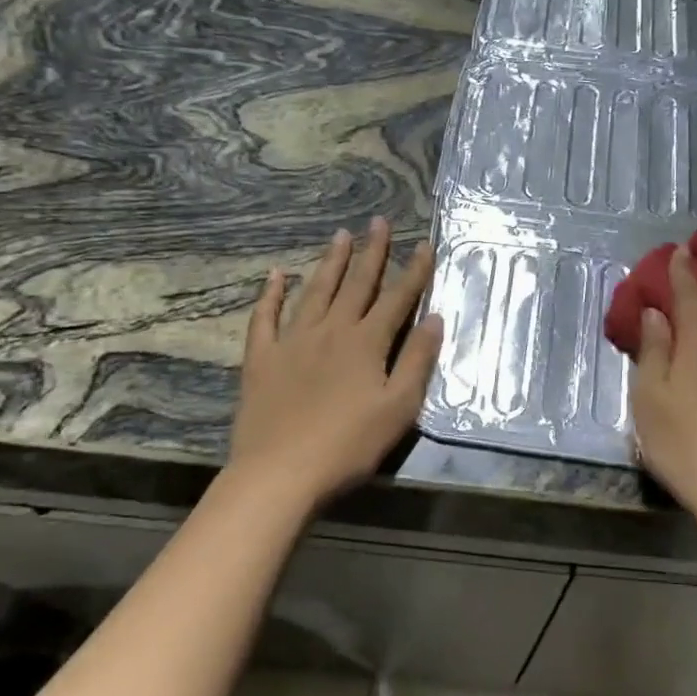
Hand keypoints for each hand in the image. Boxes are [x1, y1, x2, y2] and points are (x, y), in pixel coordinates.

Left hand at [226, 218, 441, 510]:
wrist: (280, 474)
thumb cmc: (348, 445)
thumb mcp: (399, 407)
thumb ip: (417, 360)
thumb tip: (435, 317)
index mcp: (366, 342)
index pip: (397, 298)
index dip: (414, 271)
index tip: (425, 244)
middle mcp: (331, 330)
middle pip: (357, 284)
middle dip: (373, 252)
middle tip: (379, 221)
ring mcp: (292, 341)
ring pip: (315, 291)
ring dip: (330, 262)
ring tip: (341, 235)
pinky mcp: (262, 358)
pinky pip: (265, 317)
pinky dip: (270, 294)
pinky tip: (275, 275)